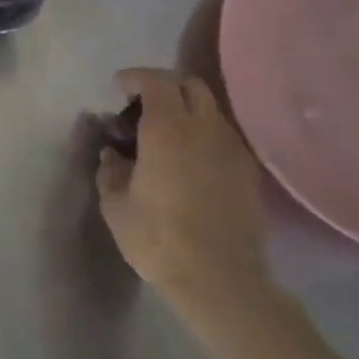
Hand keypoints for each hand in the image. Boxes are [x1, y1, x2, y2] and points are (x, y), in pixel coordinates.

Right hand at [95, 70, 275, 336]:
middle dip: (163, 86)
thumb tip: (112, 153)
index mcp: (168, 129)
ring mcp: (231, 149)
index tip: (118, 88)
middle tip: (141, 107)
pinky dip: (202, 133)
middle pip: (189, 85)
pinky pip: (222, 135)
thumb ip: (110, 170)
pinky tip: (188, 161)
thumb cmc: (158, 239)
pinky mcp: (247, 172)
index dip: (135, 77)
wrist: (221, 281)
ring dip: (185, 110)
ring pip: (210, 110)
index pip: (156, 81)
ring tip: (164, 136)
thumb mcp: (116, 205)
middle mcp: (204, 128)